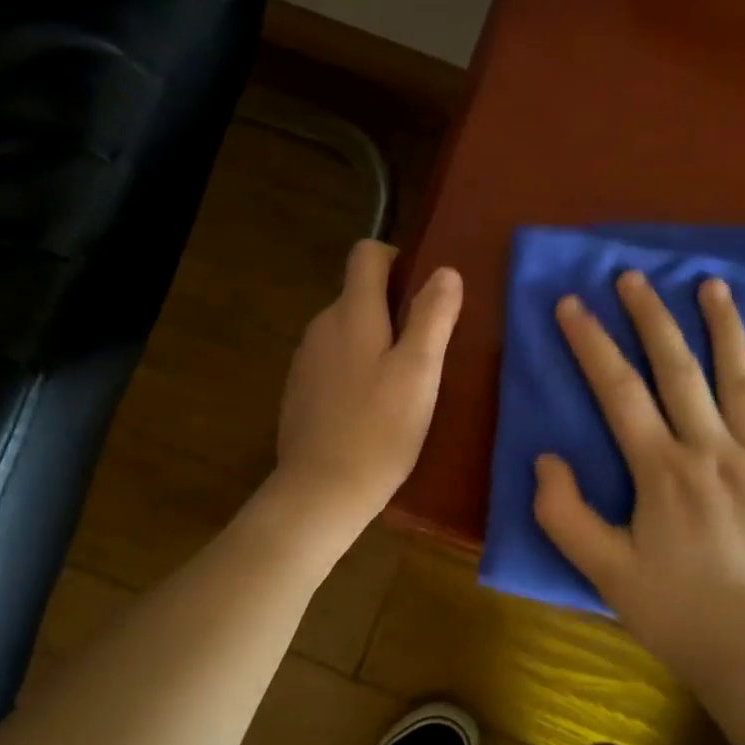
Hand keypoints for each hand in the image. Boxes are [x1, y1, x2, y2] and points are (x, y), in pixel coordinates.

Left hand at [276, 240, 462, 530]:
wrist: (321, 490)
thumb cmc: (379, 429)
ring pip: (347, 331)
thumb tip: (445, 271)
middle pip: (358, 294)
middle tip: (426, 349)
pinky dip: (355, 370)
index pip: (366, 254)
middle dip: (393, 309)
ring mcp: (305, 360)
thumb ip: (432, 317)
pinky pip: (333, 362)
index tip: (422, 292)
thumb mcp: (419, 373)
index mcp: (352, 313)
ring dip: (375, 343)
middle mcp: (321, 326)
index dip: (396, 259)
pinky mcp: (299, 391)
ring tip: (403, 383)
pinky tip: (372, 409)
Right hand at [532, 269, 744, 689]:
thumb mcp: (603, 571)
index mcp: (662, 471)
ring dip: (722, 326)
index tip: (572, 304)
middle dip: (651, 317)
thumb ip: (564, 513)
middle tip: (634, 276)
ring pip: (740, 376)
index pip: (618, 389)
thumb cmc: (675, 611)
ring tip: (709, 283)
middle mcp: (713, 449)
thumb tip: (545, 458)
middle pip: (678, 368)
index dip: (591, 343)